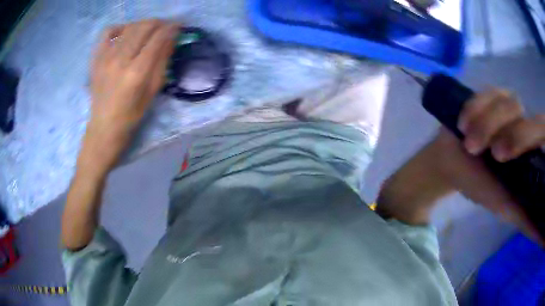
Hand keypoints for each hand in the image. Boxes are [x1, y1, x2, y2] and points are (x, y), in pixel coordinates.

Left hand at [62, 20, 176, 249]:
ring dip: (143, 24)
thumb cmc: (131, 117)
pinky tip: (125, 33)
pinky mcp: (96, 59)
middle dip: (159, 22)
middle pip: (144, 27)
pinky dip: (119, 28)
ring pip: (129, 27)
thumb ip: (162, 62)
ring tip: (149, 30)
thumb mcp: (152, 92)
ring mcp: (105, 58)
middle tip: (166, 26)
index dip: (172, 27)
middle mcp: (120, 60)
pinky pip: (107, 33)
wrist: (103, 130)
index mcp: (136, 72)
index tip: (179, 24)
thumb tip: (171, 38)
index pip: (158, 37)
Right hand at [433, 89, 544, 240]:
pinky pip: (487, 93)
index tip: (513, 161)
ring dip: (488, 125)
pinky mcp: (490, 94)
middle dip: (513, 137)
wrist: (452, 163)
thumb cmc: (481, 185)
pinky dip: (475, 109)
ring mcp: (508, 105)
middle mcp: (526, 123)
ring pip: (509, 105)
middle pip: (530, 120)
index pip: (544, 135)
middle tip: (494, 156)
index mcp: (533, 150)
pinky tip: (463, 124)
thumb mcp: (507, 207)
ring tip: (470, 145)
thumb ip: (527, 221)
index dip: (534, 143)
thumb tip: (539, 237)